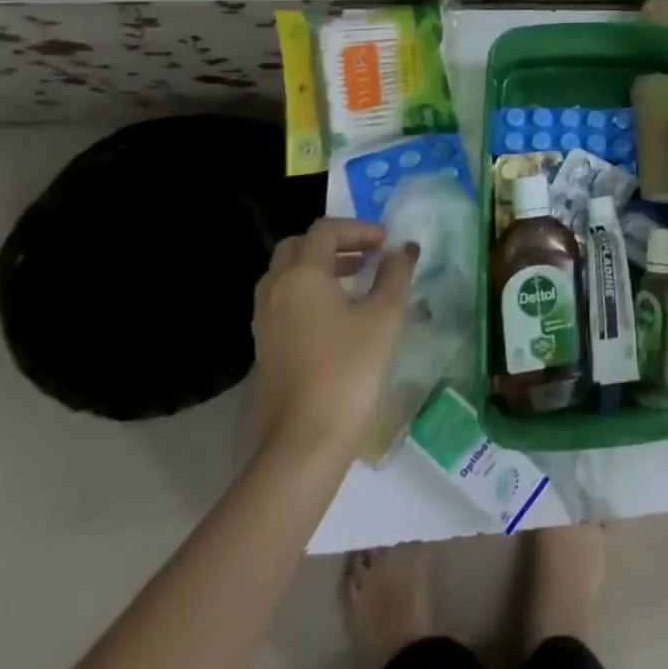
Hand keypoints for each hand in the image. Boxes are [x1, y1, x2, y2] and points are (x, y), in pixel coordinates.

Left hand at [252, 218, 416, 458]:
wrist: (306, 440)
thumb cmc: (351, 367)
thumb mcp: (386, 314)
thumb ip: (396, 273)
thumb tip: (402, 249)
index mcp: (302, 275)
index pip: (325, 230)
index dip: (358, 228)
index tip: (387, 243)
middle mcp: (275, 290)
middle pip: (298, 247)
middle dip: (334, 243)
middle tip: (367, 254)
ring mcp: (265, 321)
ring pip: (287, 274)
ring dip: (320, 266)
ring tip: (356, 280)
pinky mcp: (265, 347)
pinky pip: (284, 300)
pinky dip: (309, 291)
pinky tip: (338, 314)